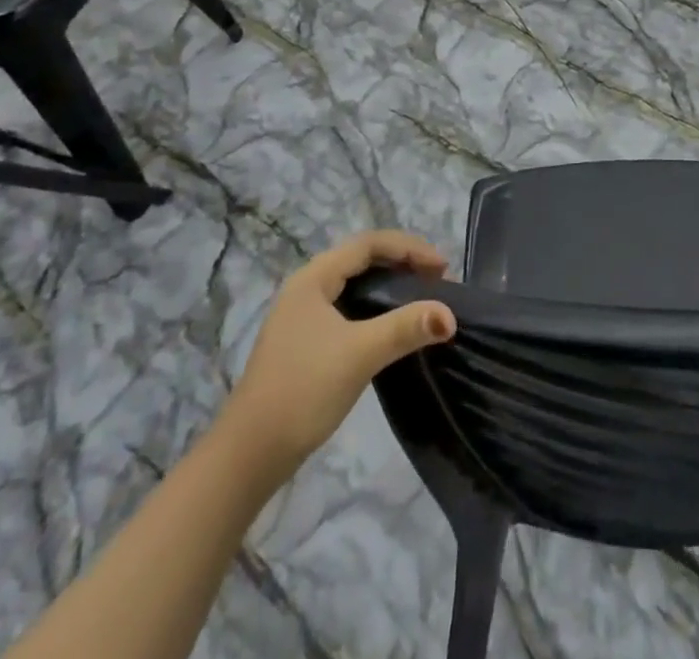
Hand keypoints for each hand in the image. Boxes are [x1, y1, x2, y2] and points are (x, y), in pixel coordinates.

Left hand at [220, 231, 456, 491]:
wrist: (248, 456)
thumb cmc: (303, 391)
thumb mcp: (359, 354)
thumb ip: (405, 328)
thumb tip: (450, 315)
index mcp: (313, 278)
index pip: (368, 243)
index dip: (409, 248)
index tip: (442, 268)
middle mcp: (306, 288)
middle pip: (362, 259)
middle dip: (402, 262)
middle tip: (437, 280)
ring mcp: (303, 316)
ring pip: (355, 284)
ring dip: (390, 285)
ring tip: (422, 298)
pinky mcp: (305, 342)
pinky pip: (349, 307)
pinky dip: (376, 307)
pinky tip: (392, 326)